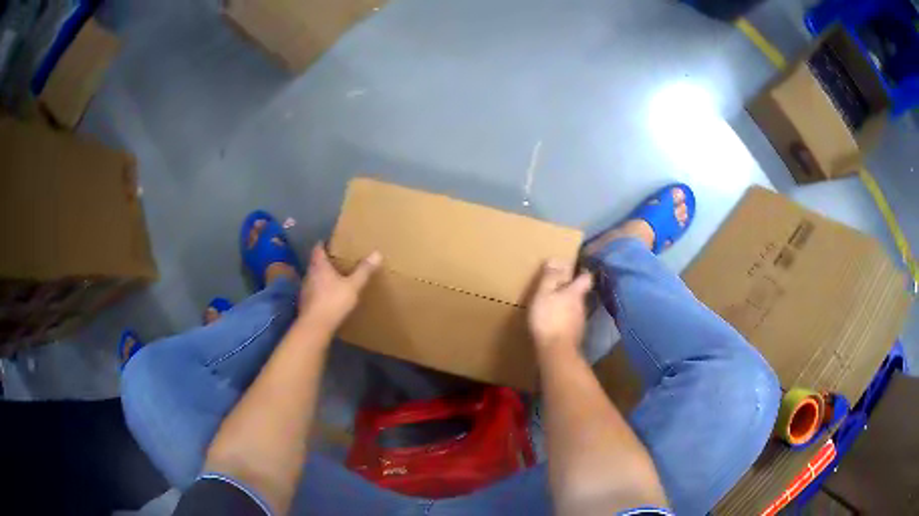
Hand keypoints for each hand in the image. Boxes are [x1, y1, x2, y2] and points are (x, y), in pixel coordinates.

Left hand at [298, 243, 381, 331]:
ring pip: (313, 278)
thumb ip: (363, 271)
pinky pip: (313, 292)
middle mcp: (309, 274)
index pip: (318, 248)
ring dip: (321, 277)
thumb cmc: (333, 301)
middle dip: (324, 261)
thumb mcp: (353, 286)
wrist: (315, 326)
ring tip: (334, 278)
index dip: (323, 244)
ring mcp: (305, 289)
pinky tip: (328, 297)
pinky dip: (320, 291)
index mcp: (319, 266)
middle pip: (315, 263)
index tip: (330, 242)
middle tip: (336, 260)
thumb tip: (377, 253)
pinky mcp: (305, 303)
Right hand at [528, 260, 592, 350]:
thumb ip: (550, 277)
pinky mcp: (576, 335)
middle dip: (570, 290)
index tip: (574, 269)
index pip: (586, 277)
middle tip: (556, 288)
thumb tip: (556, 259)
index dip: (582, 272)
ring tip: (553, 306)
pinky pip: (571, 322)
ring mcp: (580, 322)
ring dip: (566, 306)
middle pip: (580, 293)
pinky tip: (554, 323)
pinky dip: (564, 320)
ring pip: (576, 308)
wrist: (556, 351)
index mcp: (575, 293)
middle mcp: (582, 306)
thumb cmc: (548, 319)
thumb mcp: (544, 294)